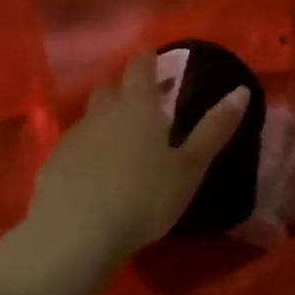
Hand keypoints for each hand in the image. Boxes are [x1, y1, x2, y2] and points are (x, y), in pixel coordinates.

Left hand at [0, 52, 247, 294]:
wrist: (74, 236)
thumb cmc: (143, 197)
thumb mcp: (189, 167)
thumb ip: (215, 129)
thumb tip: (241, 91)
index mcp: (138, 105)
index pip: (140, 66)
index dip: (148, 59)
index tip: (156, 58)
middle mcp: (103, 112)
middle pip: (111, 87)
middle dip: (126, 87)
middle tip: (145, 100)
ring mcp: (74, 137)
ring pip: (91, 115)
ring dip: (106, 118)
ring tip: (123, 138)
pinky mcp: (53, 163)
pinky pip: (75, 144)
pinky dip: (88, 147)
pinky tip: (97, 170)